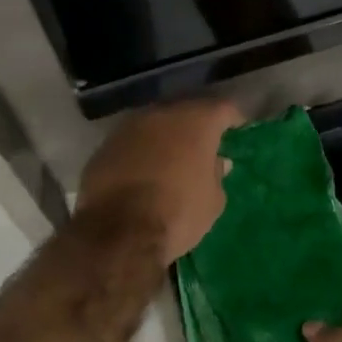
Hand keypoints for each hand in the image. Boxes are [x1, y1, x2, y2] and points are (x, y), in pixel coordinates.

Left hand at [77, 99, 243, 264]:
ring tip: (172, 158)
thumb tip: (217, 162)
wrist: (119, 233)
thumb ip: (216, 175)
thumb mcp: (213, 201)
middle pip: (184, 111)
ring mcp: (127, 129)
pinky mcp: (103, 149)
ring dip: (164, 138)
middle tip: (204, 143)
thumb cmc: (178, 213)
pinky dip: (140, 154)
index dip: (232, 117)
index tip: (238, 126)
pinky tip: (143, 173)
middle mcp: (160, 115)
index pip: (222, 108)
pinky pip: (130, 145)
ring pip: (153, 126)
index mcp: (195, 121)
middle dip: (195, 125)